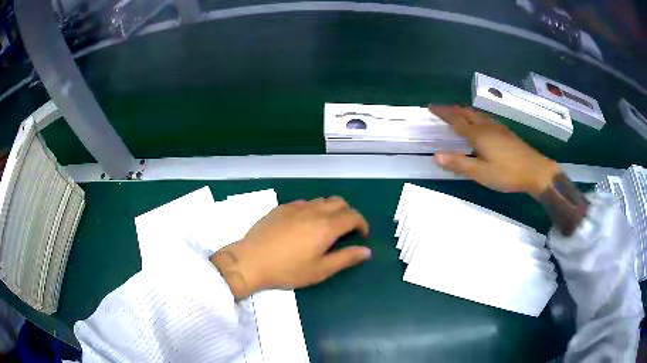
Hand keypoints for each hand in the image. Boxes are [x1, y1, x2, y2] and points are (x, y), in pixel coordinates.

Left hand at [211, 197, 370, 299]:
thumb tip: (366, 251)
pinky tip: (304, 225)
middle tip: (346, 231)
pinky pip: (304, 203)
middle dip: (348, 214)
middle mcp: (313, 211)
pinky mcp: (281, 208)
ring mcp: (296, 207)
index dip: (362, 224)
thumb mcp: (320, 270)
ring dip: (331, 210)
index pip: (353, 216)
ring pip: (321, 200)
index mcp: (326, 226)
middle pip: (339, 203)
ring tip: (326, 227)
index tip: (361, 235)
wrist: (251, 261)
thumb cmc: (287, 270)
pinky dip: (313, 209)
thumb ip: (345, 258)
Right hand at [430, 105, 560, 197]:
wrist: (535, 170)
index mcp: (478, 134)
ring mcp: (497, 127)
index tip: (431, 107)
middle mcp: (486, 126)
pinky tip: (479, 123)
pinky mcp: (505, 131)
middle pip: (466, 112)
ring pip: (476, 114)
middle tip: (440, 109)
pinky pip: (485, 118)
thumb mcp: (481, 173)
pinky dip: (475, 116)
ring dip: (464, 111)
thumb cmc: (507, 173)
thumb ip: (459, 164)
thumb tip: (435, 156)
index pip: (456, 120)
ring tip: (457, 113)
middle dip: (452, 109)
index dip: (443, 113)